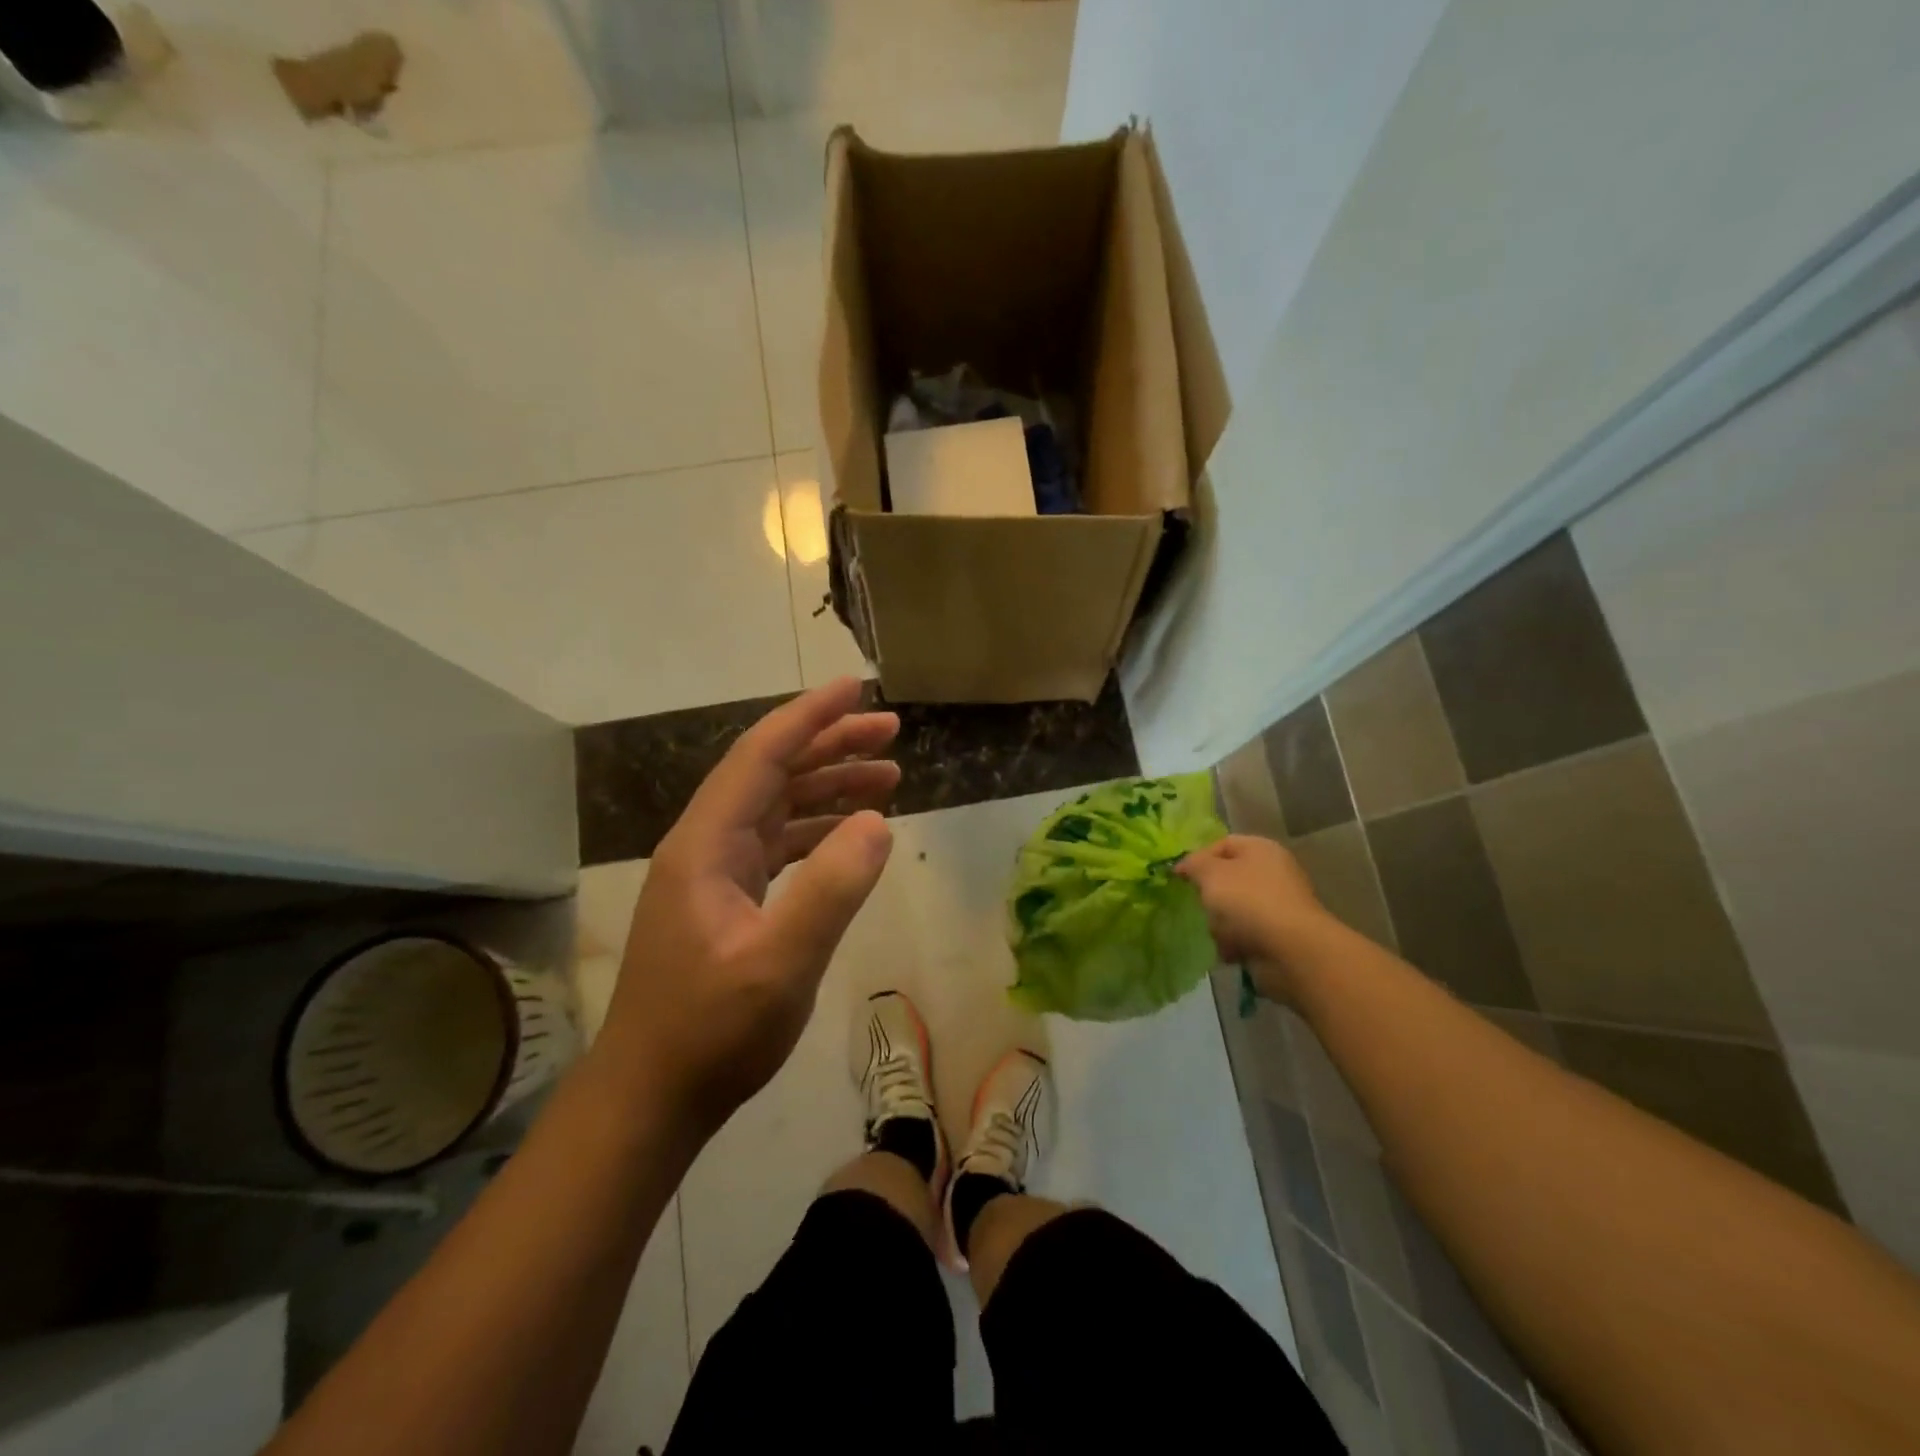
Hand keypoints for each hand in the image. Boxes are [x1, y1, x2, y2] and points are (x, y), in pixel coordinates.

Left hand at [604, 678, 899, 1131]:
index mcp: (706, 844)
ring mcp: (712, 874)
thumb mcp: (780, 964)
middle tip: (891, 732)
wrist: (652, 1096)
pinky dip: (817, 829)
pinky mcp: (724, 900)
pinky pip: (777, 843)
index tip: (855, 688)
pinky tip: (852, 836)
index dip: (809, 716)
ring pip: (776, 806)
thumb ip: (830, 889)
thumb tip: (876, 822)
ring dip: (829, 787)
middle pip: (771, 772)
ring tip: (889, 779)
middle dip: (830, 745)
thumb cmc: (711, 1032)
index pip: (761, 756)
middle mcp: (705, 845)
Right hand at [1177, 835, 1327, 1003]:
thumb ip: (1193, 864)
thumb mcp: (1210, 873)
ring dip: (1219, 922)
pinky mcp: (1278, 935)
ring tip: (1216, 932)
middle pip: (1228, 878)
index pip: (1222, 844)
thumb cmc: (1248, 901)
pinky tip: (1228, 950)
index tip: (1179, 877)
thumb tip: (1184, 866)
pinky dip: (1234, 942)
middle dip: (1210, 894)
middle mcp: (1273, 873)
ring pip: (1234, 908)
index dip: (1198, 858)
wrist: (1291, 951)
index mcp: (1261, 849)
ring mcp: (1277, 905)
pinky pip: (1245, 934)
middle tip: (1198, 905)